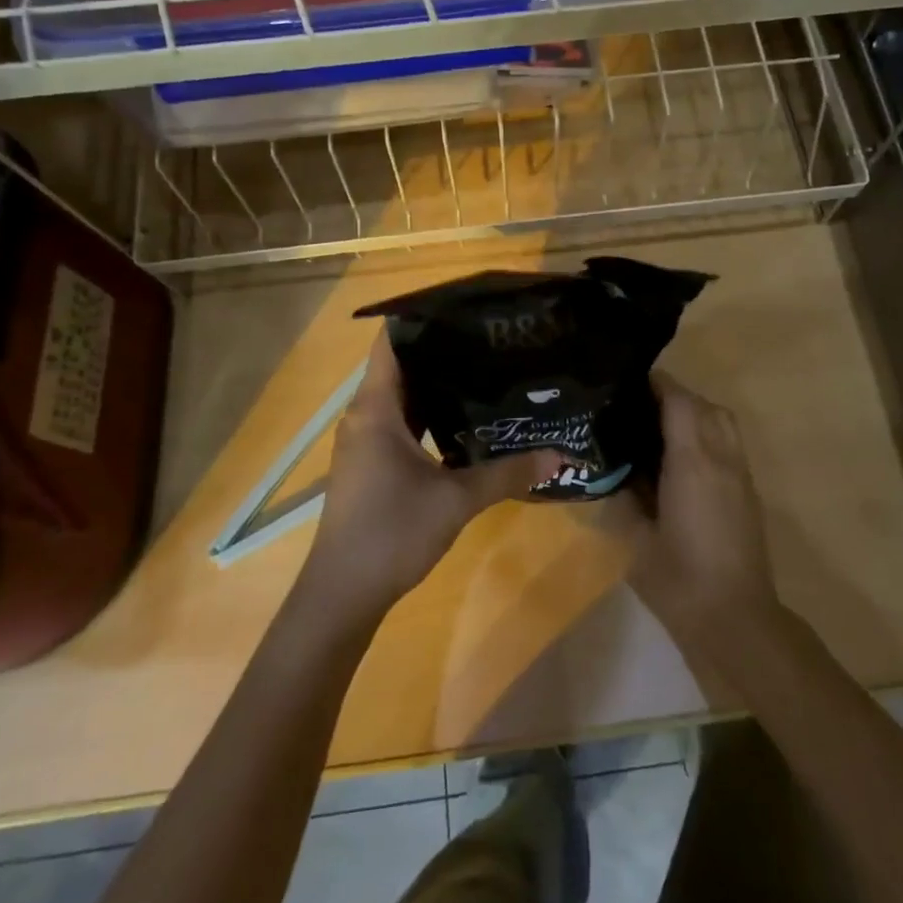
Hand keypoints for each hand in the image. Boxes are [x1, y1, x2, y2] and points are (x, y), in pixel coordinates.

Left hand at [302, 332, 560, 620]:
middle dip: (441, 351)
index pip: (391, 343)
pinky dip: (429, 414)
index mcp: (374, 409)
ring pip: (401, 398)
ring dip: (436, 385)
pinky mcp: (370, 463)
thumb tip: (560, 455)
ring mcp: (364, 441)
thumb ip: (507, 474)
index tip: (464, 308)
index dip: (422, 319)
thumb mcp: (456, 501)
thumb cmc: (391, 532)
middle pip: (400, 367)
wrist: (342, 594)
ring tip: (485, 370)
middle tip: (490, 339)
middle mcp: (364, 416)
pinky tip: (465, 419)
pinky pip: (400, 423)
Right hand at [625, 372, 779, 647]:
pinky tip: (681, 459)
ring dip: (694, 412)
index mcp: (692, 463)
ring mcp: (740, 474)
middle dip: (673, 396)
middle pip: (704, 405)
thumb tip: (613, 471)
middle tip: (637, 407)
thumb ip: (622, 497)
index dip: (655, 384)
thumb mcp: (635, 539)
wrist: (736, 620)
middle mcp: (721, 458)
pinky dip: (707, 434)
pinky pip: (729, 442)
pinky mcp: (749, 491)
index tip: (627, 382)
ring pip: (722, 420)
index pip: (679, 401)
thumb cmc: (680, 581)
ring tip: (660, 429)